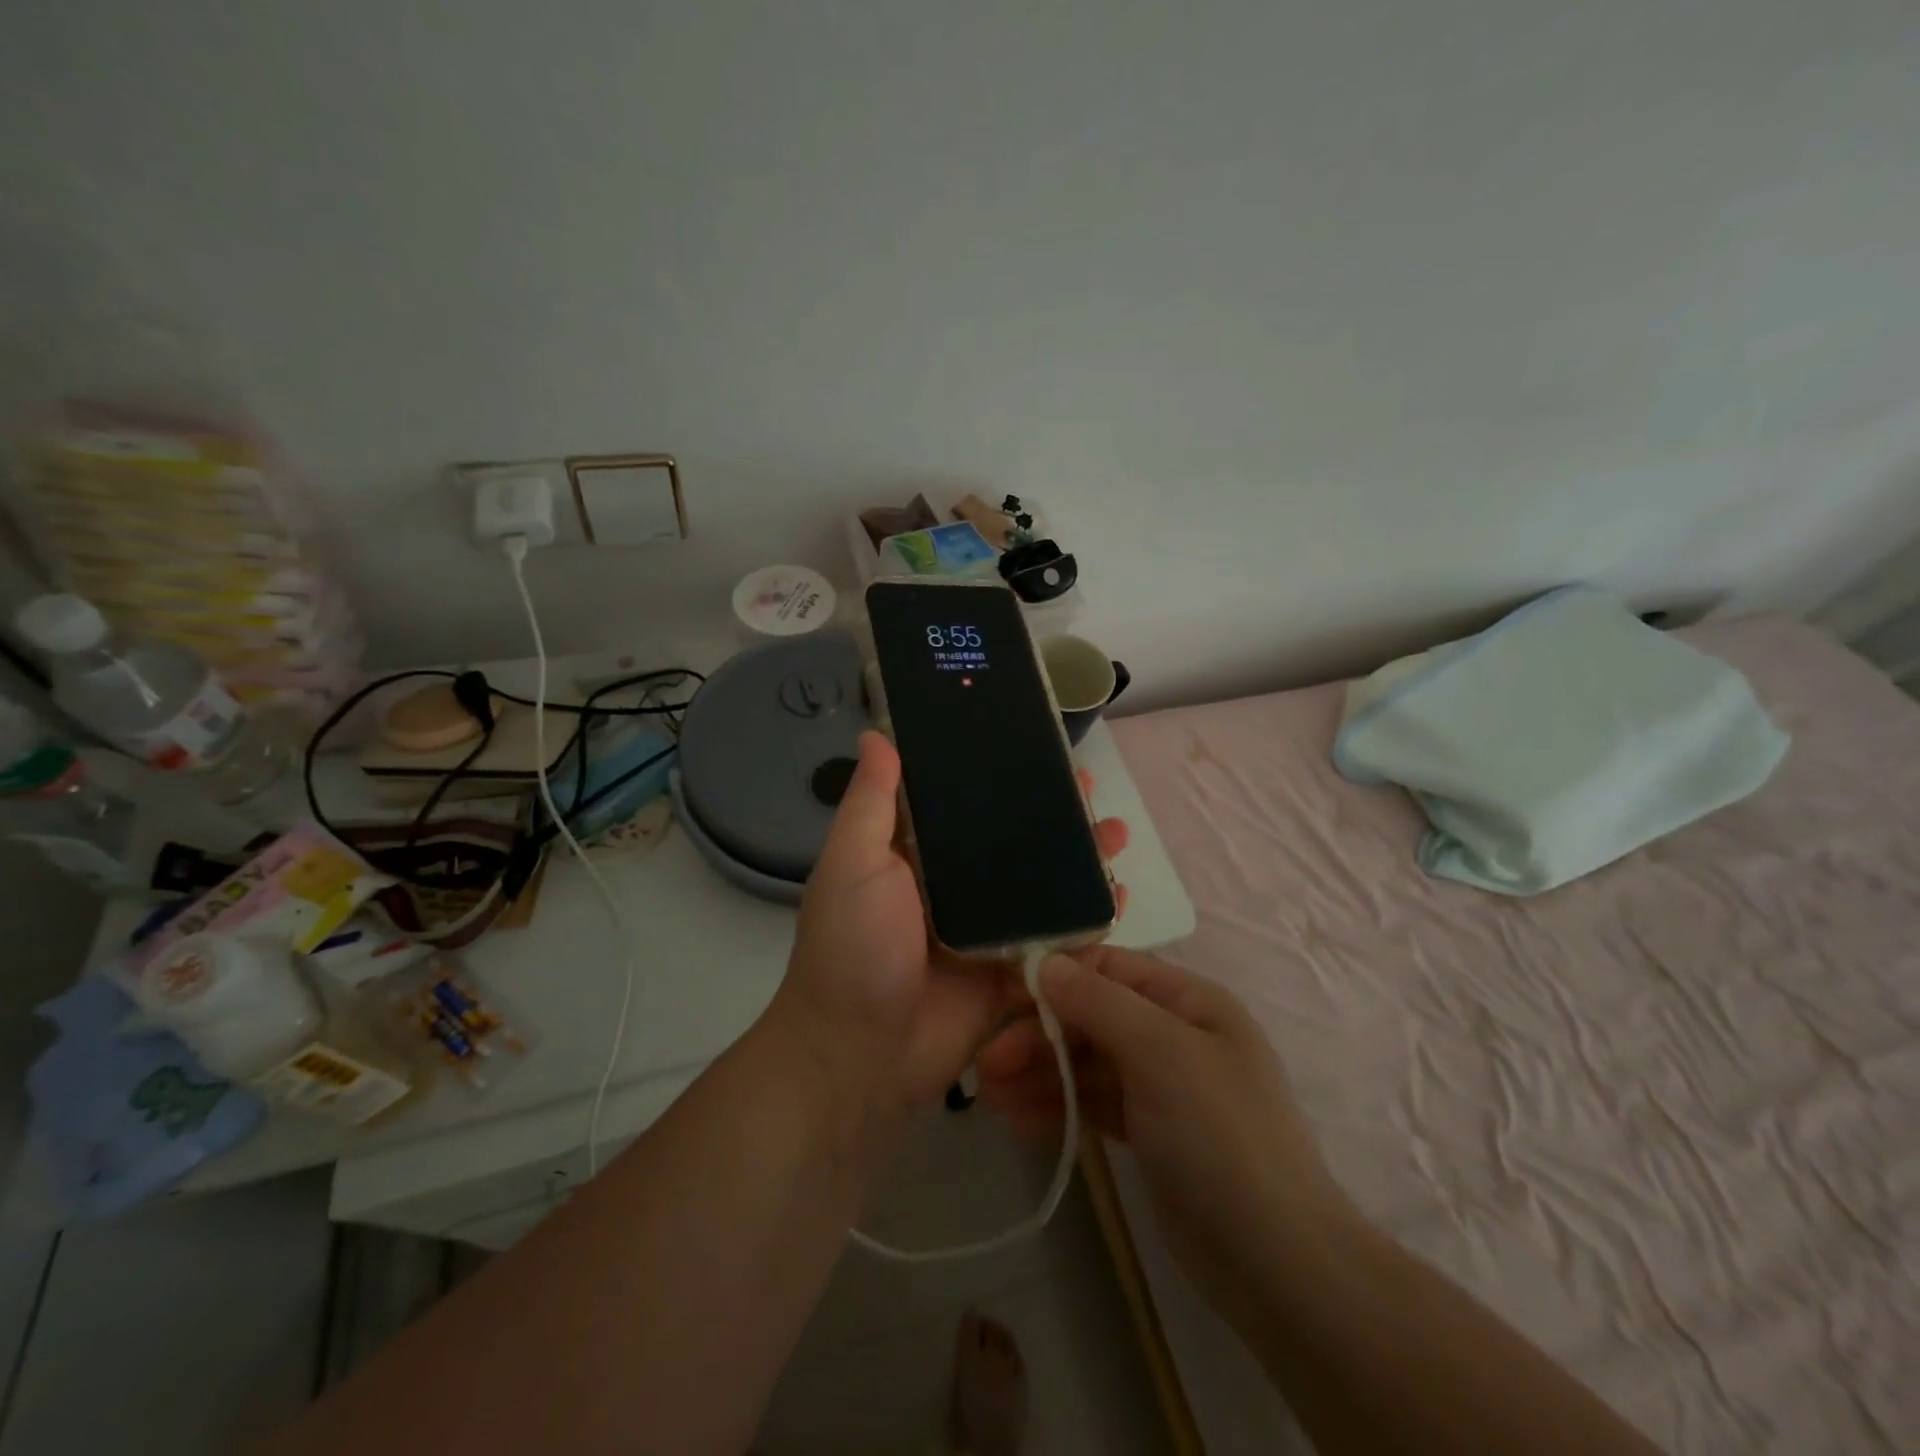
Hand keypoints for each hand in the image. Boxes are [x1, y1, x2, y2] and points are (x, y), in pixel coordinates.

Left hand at [773, 732, 1128, 1117]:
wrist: (860, 1057)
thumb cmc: (852, 949)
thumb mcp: (852, 864)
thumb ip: (871, 802)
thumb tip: (875, 733)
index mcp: (916, 858)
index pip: (964, 805)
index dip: (998, 778)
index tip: (1034, 749)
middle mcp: (955, 890)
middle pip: (1013, 844)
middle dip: (1052, 817)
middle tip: (1091, 791)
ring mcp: (988, 933)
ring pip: (1042, 888)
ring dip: (1079, 861)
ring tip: (1117, 832)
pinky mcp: (1012, 975)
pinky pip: (1057, 942)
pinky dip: (1088, 921)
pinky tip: (1119, 896)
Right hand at [977, 947, 1355, 1321]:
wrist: (1275, 1261)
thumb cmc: (1220, 1134)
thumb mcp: (1162, 1052)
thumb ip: (1099, 1002)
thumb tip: (1047, 963)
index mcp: (1188, 1000)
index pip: (1109, 968)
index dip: (1056, 976)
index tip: (1002, 995)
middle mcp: (1173, 1033)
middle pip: (1091, 1017)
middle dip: (1038, 1035)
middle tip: (986, 1063)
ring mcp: (1161, 1085)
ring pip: (1088, 1063)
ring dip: (1040, 1073)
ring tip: (989, 1096)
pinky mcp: (1148, 1131)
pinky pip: (1094, 1103)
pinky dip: (1058, 1106)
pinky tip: (1018, 1119)